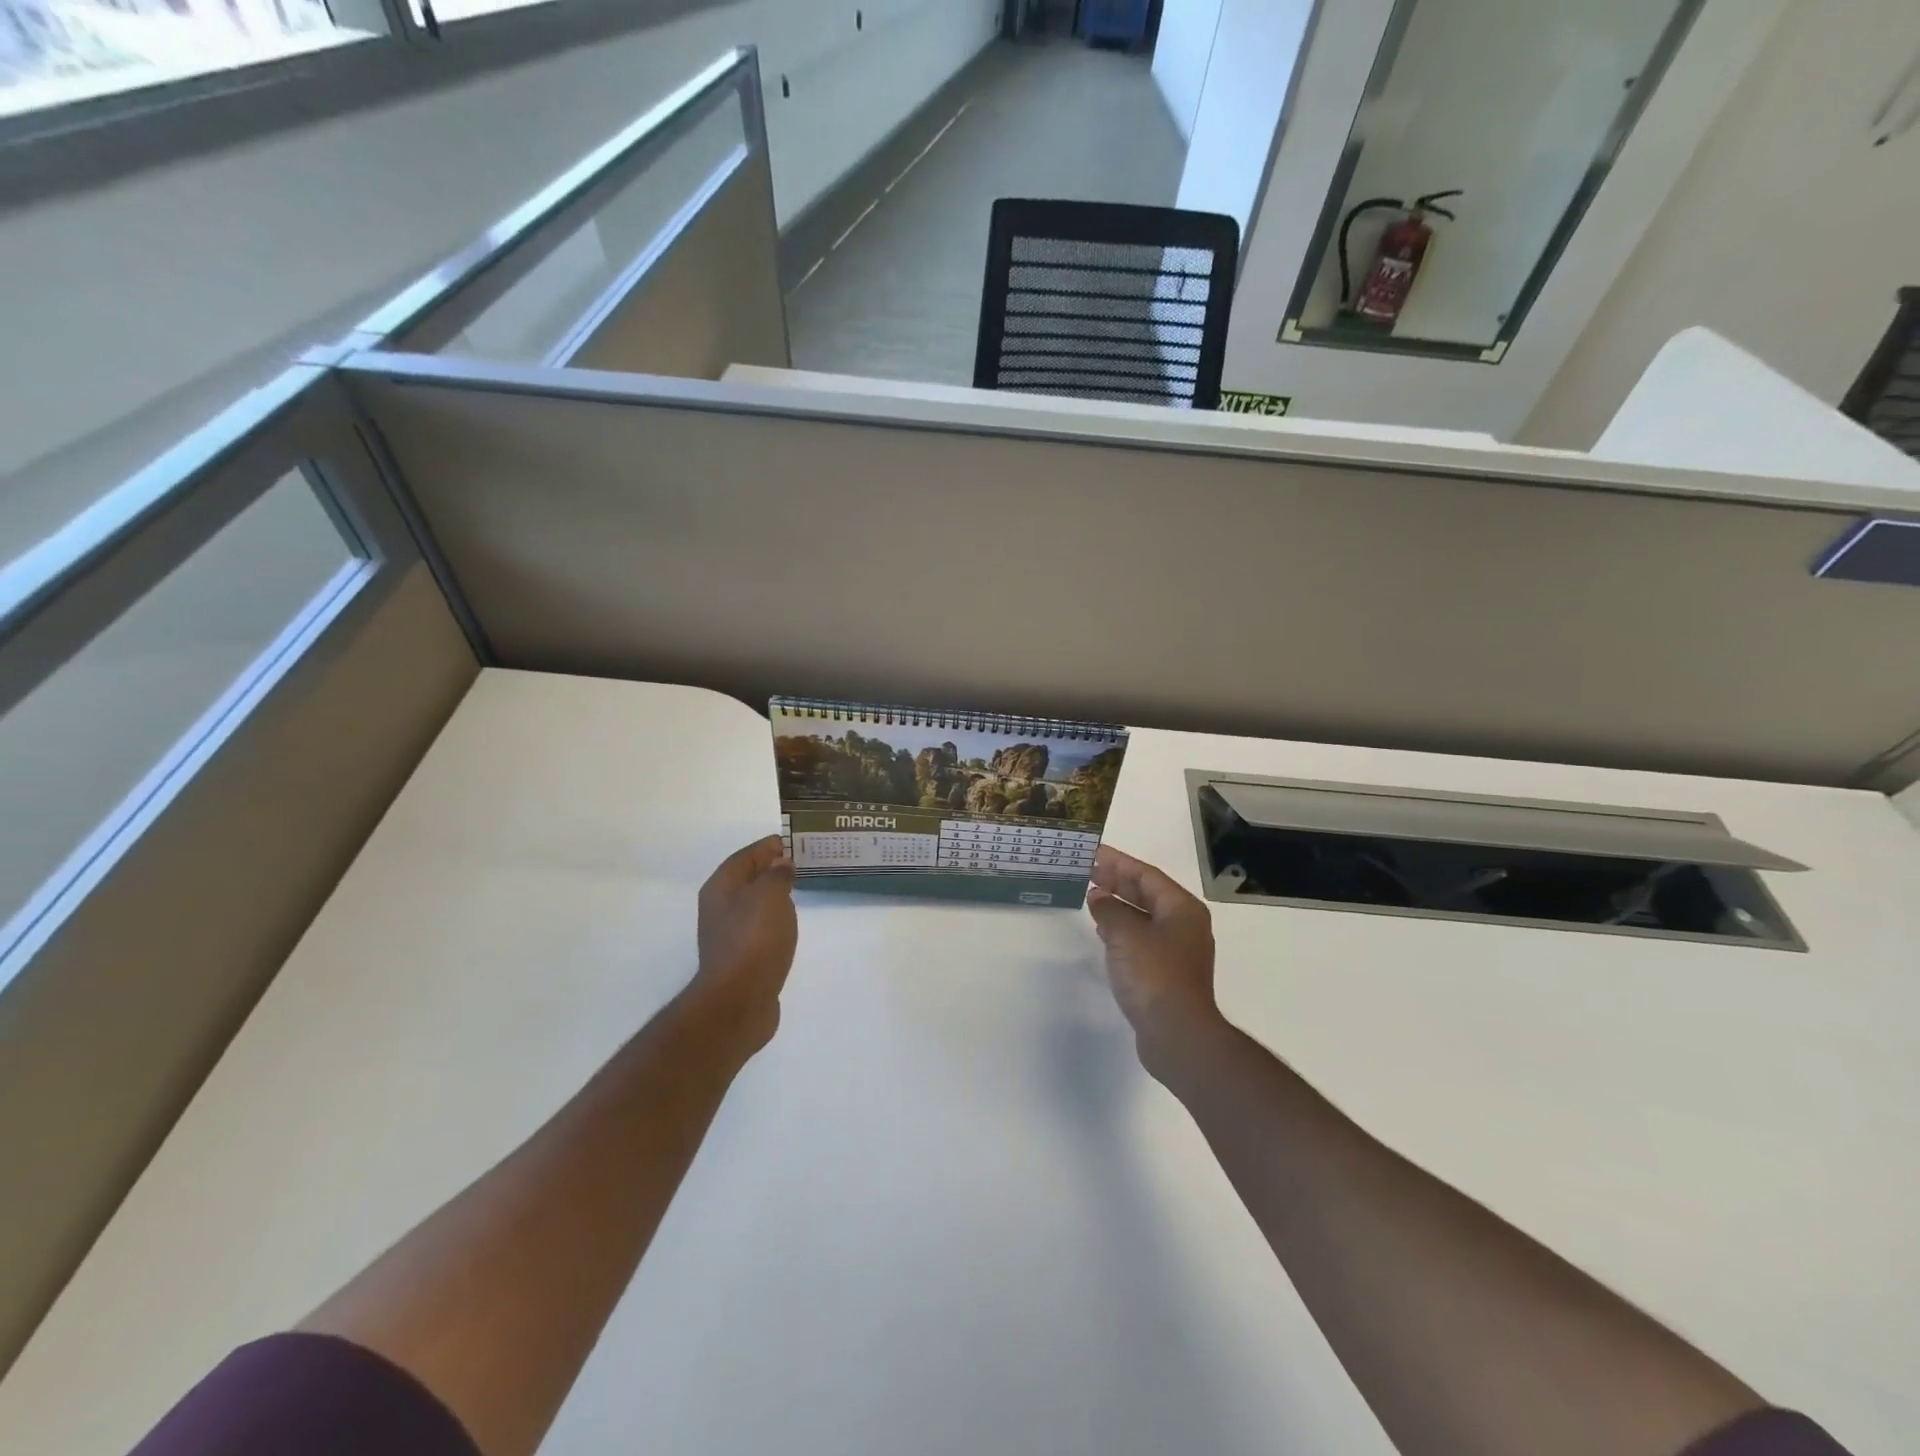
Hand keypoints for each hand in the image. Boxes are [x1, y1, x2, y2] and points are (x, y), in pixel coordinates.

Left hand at [690, 836, 797, 1041]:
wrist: (739, 1000)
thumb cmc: (754, 939)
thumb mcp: (770, 896)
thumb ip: (777, 875)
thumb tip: (781, 865)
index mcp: (721, 888)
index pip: (745, 857)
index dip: (767, 847)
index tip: (793, 841)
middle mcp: (720, 909)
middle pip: (747, 880)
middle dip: (771, 870)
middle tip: (801, 863)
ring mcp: (729, 936)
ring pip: (754, 905)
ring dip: (773, 895)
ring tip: (799, 890)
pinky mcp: (741, 959)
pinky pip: (760, 928)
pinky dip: (775, 920)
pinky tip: (789, 924)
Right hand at [1086, 846, 1222, 1061]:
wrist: (1177, 1033)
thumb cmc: (1154, 975)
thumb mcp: (1125, 934)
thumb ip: (1109, 910)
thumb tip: (1098, 897)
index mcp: (1182, 908)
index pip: (1146, 874)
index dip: (1118, 862)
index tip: (1093, 853)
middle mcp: (1184, 925)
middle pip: (1147, 893)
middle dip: (1117, 881)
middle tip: (1087, 871)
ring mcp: (1177, 950)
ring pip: (1144, 916)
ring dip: (1118, 904)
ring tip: (1091, 895)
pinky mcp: (1167, 972)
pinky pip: (1142, 938)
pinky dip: (1122, 929)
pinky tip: (1103, 930)